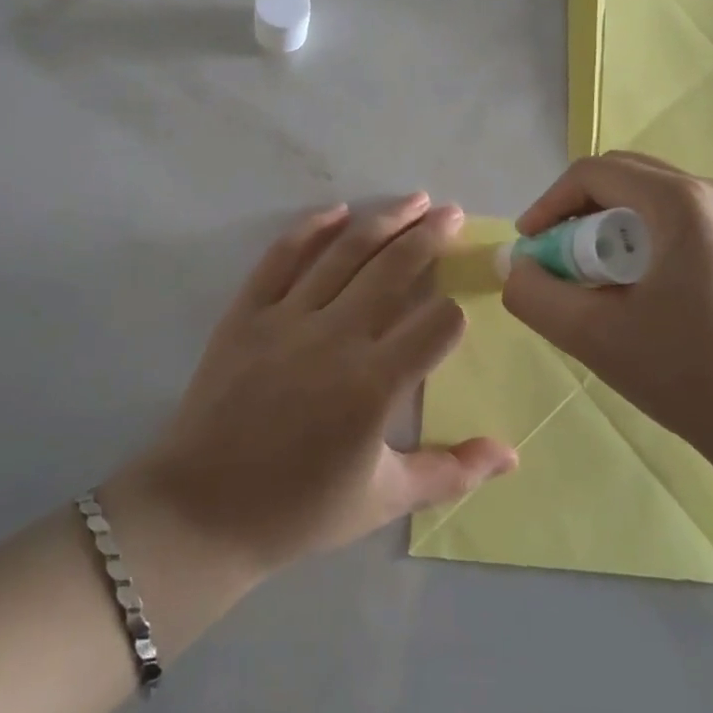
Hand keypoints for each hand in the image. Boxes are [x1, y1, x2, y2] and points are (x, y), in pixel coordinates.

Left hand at [115, 196, 516, 581]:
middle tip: (453, 213)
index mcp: (374, 385)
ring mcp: (288, 318)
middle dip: (431, 236)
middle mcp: (336, 338)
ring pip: (345, 252)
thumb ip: (451, 472)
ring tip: (414, 200)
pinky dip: (311, 228)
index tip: (459, 308)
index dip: (455, 312)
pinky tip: (338, 210)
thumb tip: (512, 453)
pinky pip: (282, 257)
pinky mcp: (248, 312)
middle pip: (395, 268)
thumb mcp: (383, 500)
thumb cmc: (298, 510)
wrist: (200, 513)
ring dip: (385, 220)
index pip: (437, 323)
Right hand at [502, 153, 712, 463]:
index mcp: (680, 202)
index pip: (593, 173)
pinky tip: (635, 285)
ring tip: (592, 276)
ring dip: (607, 224)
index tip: (530, 247)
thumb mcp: (595, 336)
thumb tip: (514, 266)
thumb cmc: (690, 374)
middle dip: (577, 211)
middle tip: (557, 260)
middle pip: (621, 176)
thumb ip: (535, 296)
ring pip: (647, 195)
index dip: (549, 203)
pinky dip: (639, 236)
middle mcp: (711, 193)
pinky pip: (673, 216)